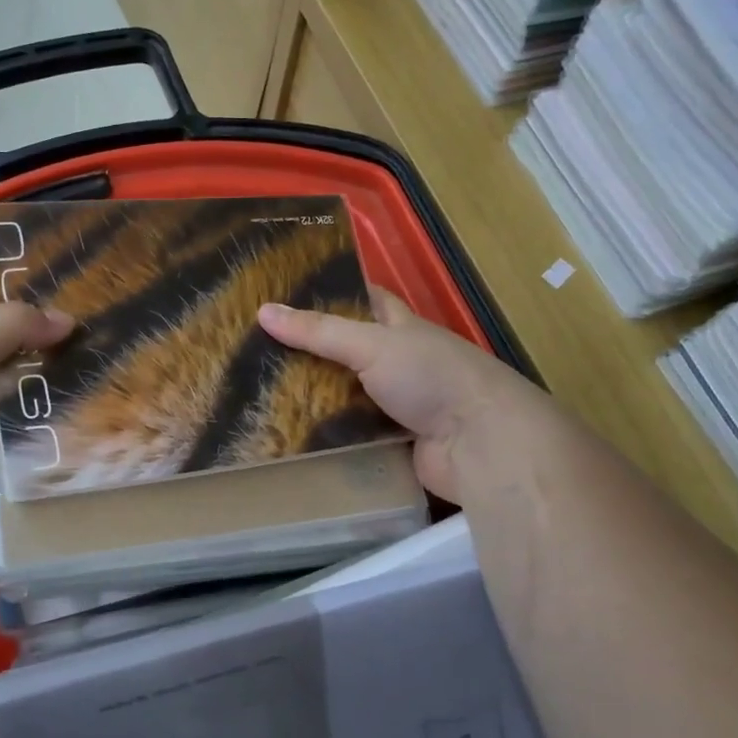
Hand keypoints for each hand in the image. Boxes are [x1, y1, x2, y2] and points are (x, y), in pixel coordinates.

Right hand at [257, 288, 536, 503]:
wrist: (480, 445)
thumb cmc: (432, 377)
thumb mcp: (373, 344)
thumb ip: (319, 331)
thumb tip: (262, 311)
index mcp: (401, 327)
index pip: (365, 300)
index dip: (332, 292)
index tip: (287, 292)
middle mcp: (400, 362)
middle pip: (347, 351)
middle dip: (309, 351)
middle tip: (256, 349)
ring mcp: (398, 403)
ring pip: (346, 394)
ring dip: (313, 396)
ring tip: (259, 392)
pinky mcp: (392, 441)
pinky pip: (350, 433)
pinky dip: (326, 433)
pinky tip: (288, 432)